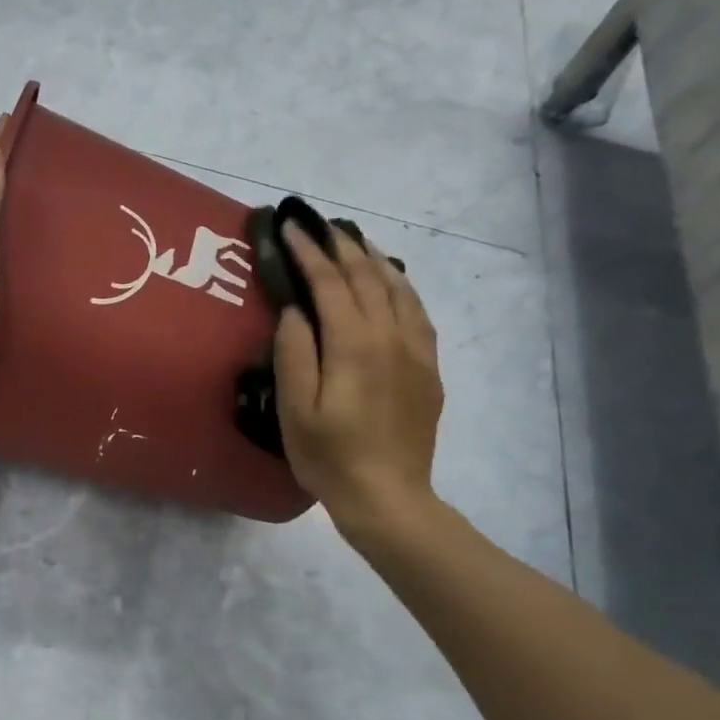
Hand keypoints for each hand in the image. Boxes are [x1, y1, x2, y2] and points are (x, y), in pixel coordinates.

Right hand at [274, 223, 443, 536]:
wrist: (387, 495)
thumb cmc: (328, 456)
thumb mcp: (294, 409)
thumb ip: (294, 353)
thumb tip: (296, 310)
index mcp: (354, 345)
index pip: (331, 283)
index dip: (310, 252)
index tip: (292, 226)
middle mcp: (391, 337)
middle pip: (368, 277)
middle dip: (341, 245)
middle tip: (320, 224)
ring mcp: (416, 351)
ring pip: (399, 288)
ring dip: (374, 259)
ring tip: (354, 240)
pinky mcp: (428, 368)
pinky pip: (417, 311)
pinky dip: (401, 286)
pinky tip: (391, 282)